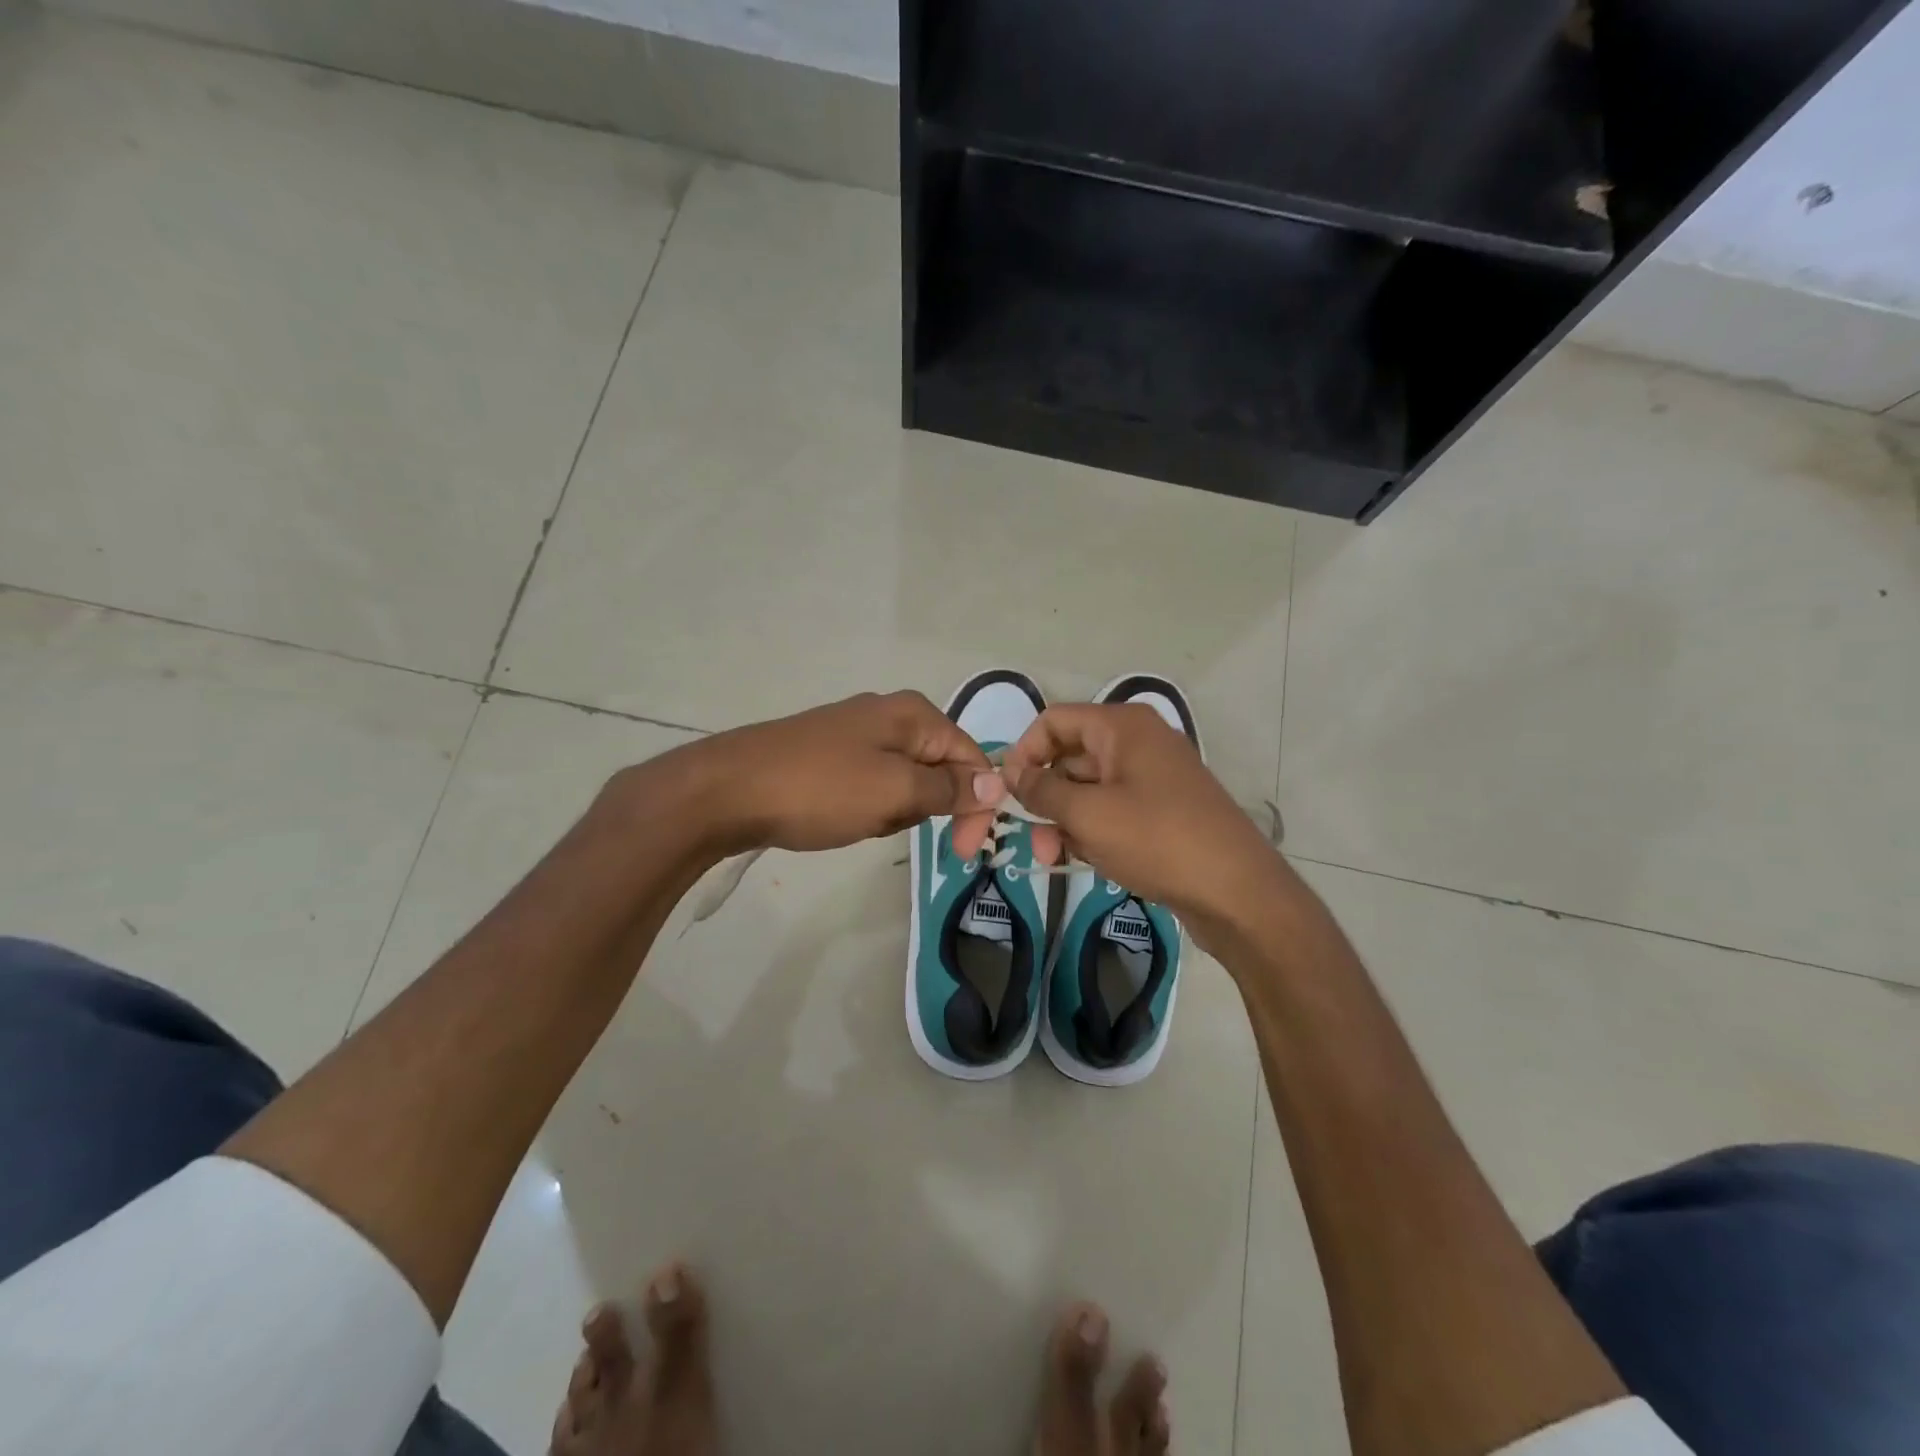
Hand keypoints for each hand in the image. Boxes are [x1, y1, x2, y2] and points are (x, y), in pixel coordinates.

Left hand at [685, 690, 1006, 853]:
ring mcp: (855, 733)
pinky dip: (865, 807)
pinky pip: (870, 785)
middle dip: (923, 806)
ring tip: (858, 819)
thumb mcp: (895, 792)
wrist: (728, 790)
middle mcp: (889, 714)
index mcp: (913, 714)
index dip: (976, 802)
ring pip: (903, 783)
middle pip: (938, 769)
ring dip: (892, 811)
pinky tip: (839, 817)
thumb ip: (950, 788)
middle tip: (888, 825)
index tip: (964, 850)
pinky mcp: (829, 754)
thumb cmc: (821, 788)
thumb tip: (998, 782)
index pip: (970, 757)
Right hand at [1001, 703, 1281, 931]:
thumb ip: (1042, 790)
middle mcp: (1138, 742)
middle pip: (1070, 757)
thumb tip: (1012, 775)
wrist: (1237, 891)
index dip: (1024, 752)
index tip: (1006, 793)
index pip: (1053, 721)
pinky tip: (1093, 860)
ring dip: (1067, 820)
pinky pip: (1113, 809)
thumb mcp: (1088, 814)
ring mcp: (1154, 776)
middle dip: (1045, 797)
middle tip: (1034, 842)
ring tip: (1058, 859)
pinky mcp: (1164, 809)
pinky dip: (1095, 830)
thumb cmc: (1157, 840)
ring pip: (1090, 788)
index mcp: (1122, 727)